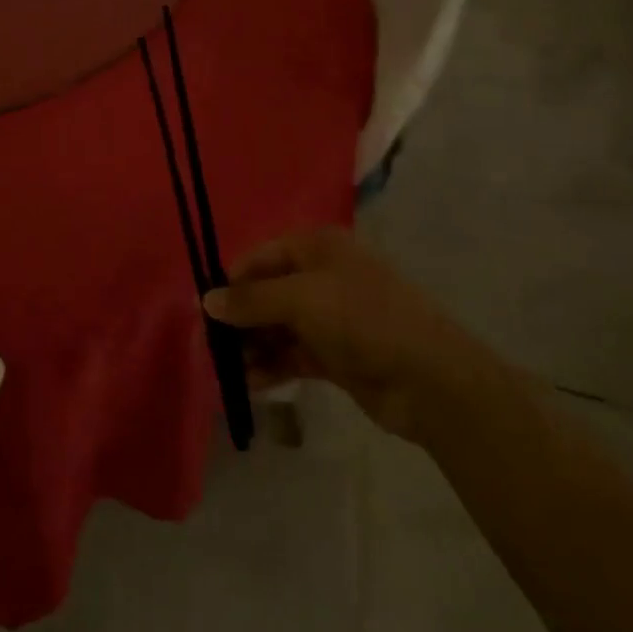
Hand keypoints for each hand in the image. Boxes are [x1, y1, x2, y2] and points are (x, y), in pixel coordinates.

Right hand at [203, 227, 499, 442]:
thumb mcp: (301, 299)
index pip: (260, 257)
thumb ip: (251, 300)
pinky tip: (249, 383)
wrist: (429, 379)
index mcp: (317, 248)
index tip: (203, 310)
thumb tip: (206, 301)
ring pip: (277, 326)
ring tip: (225, 370)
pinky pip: (292, 355)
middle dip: (239, 318)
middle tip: (210, 345)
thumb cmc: (362, 319)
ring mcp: (330, 317)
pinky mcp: (336, 355)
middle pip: (267, 293)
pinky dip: (271, 366)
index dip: (231, 281)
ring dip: (252, 345)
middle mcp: (321, 276)